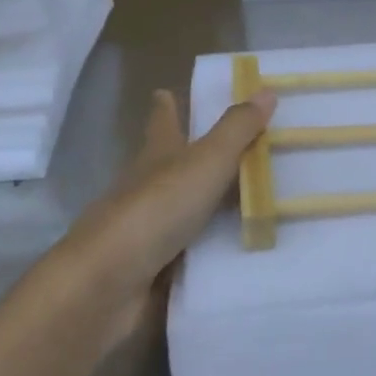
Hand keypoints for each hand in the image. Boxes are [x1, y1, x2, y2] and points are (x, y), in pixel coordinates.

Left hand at [64, 88, 274, 346]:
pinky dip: (216, 250)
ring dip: (214, 208)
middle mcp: (150, 188)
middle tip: (243, 150)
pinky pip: (196, 254)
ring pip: (187, 211)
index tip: (165, 91)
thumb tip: (266, 90)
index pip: (162, 121)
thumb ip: (237, 129)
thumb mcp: (205, 161)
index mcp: (157, 155)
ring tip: (259, 204)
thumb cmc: (156, 208)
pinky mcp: (158, 270)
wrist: (109, 285)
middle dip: (198, 157)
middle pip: (174, 166)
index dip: (166, 106)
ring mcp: (151, 232)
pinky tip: (245, 255)